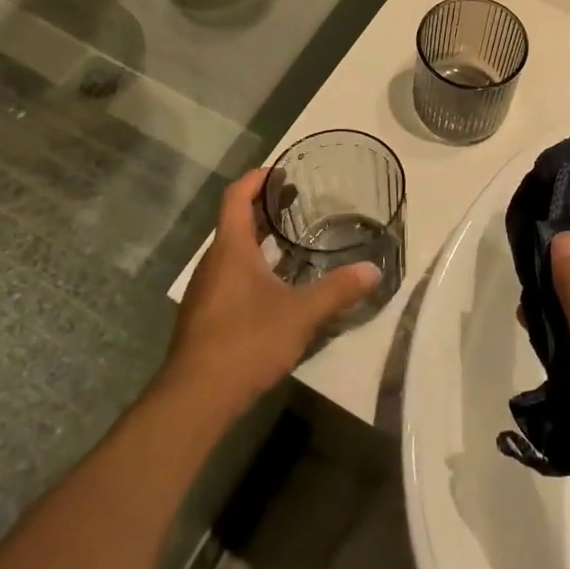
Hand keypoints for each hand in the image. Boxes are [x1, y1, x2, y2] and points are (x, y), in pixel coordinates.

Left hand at [160, 169, 379, 419]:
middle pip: (234, 221)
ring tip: (290, 238)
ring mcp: (206, 290)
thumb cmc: (246, 341)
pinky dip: (252, 265)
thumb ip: (338, 290)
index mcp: (231, 249)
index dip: (257, 179)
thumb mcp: (301, 314)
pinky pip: (229, 274)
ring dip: (258, 237)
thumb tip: (374, 270)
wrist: (195, 398)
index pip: (236, 197)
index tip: (281, 170)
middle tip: (296, 198)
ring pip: (232, 250)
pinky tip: (275, 285)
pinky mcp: (205, 315)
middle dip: (263, 206)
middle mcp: (214, 262)